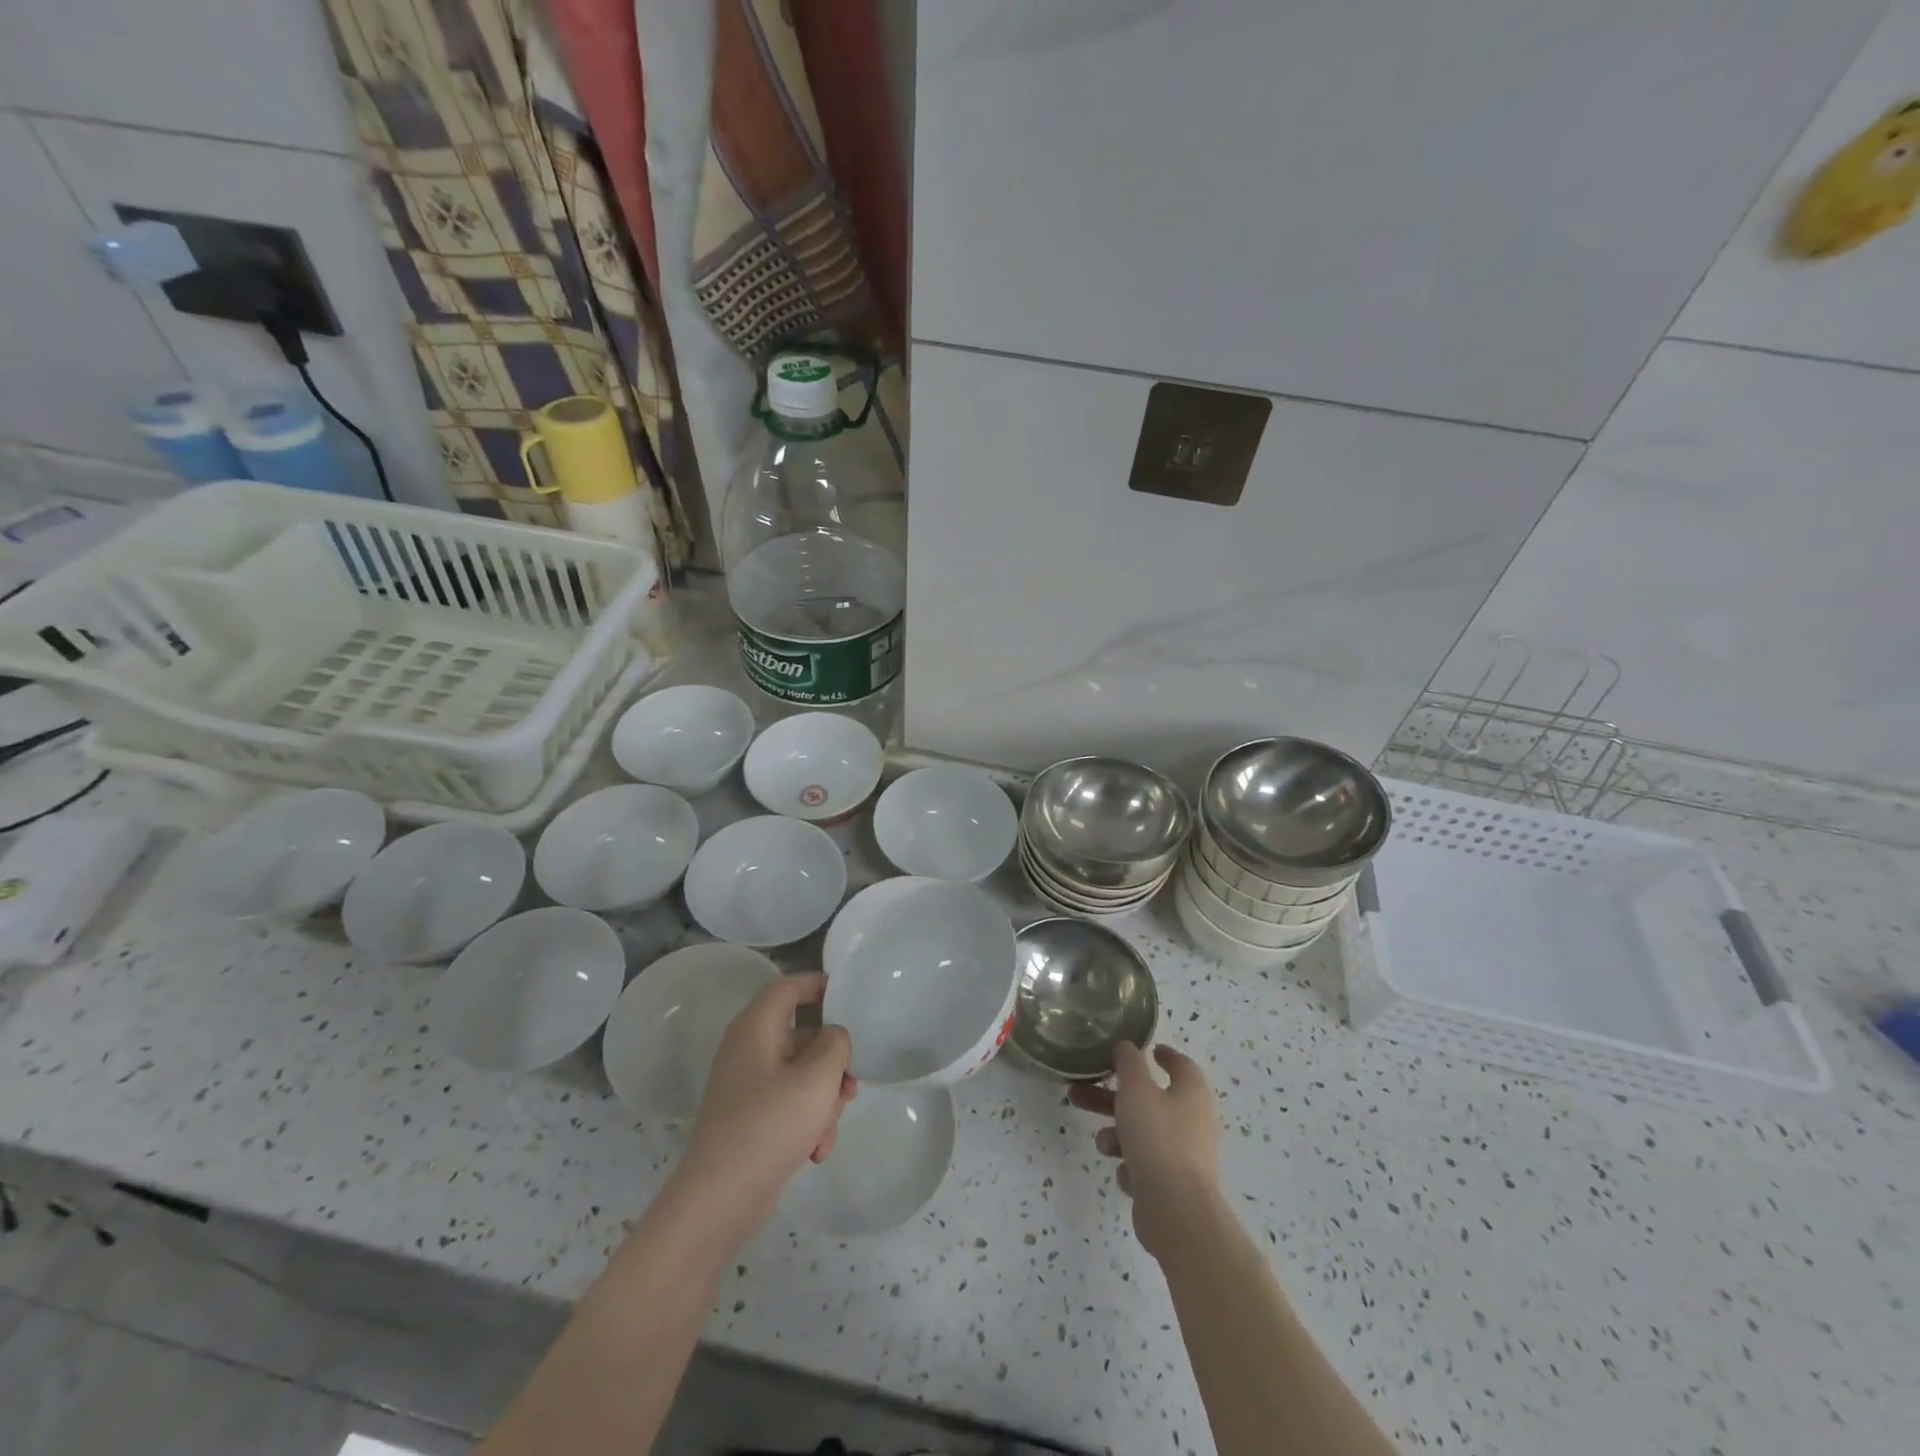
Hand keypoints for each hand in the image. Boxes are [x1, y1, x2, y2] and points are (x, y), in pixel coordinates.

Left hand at [676, 973, 856, 1227]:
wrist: (720, 1199)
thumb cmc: (770, 1124)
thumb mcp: (818, 1077)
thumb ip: (836, 1043)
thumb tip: (833, 1036)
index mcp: (756, 1027)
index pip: (788, 986)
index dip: (818, 984)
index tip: (849, 995)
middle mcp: (747, 1049)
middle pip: (802, 1037)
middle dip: (832, 1064)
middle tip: (850, 1088)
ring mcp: (746, 1085)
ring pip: (800, 1075)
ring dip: (822, 1100)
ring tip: (827, 1132)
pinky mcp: (749, 1117)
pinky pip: (788, 1104)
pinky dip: (806, 1122)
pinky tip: (815, 1152)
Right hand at [1068, 1042, 1220, 1258]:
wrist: (1176, 1211)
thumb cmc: (1157, 1139)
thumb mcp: (1136, 1090)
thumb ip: (1128, 1063)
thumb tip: (1127, 1046)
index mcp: (1191, 1093)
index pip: (1181, 1065)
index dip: (1164, 1055)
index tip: (1148, 1049)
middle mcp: (1193, 1121)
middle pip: (1148, 1099)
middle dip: (1112, 1097)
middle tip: (1080, 1092)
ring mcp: (1185, 1155)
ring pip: (1143, 1133)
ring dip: (1118, 1134)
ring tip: (1102, 1144)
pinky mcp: (1174, 1184)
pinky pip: (1146, 1165)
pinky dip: (1131, 1165)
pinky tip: (1125, 1174)